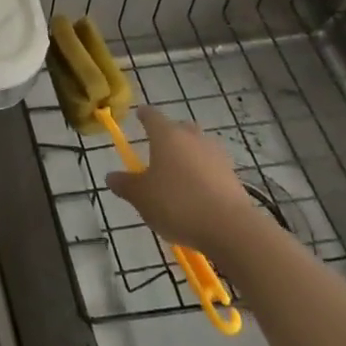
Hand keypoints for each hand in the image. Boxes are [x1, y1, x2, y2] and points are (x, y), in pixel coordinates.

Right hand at [106, 106, 262, 257]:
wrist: (231, 229)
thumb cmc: (177, 204)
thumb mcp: (141, 197)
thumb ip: (125, 185)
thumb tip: (111, 177)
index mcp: (166, 135)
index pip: (152, 115)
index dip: (144, 116)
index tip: (139, 116)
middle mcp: (193, 138)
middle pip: (180, 128)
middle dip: (170, 135)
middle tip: (160, 150)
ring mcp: (217, 156)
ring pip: (199, 148)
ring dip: (190, 156)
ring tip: (180, 177)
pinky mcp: (234, 177)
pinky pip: (214, 169)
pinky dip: (205, 176)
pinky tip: (199, 196)